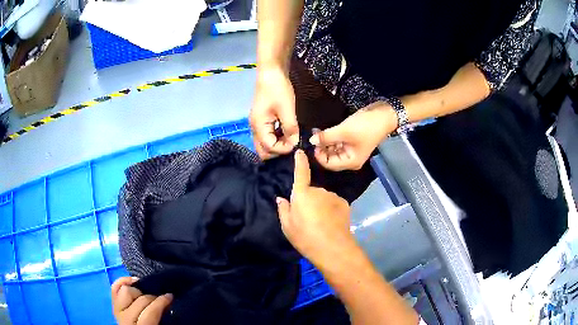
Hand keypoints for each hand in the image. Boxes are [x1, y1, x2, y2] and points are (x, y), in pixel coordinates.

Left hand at [112, 277, 172, 324]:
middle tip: (162, 298)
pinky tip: (134, 281)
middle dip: (153, 296)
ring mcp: (117, 311)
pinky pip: (114, 288)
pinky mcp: (114, 306)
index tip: (171, 296)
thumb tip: (169, 304)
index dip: (162, 301)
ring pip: (125, 290)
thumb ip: (162, 317)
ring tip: (147, 294)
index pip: (151, 310)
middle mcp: (126, 318)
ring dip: (138, 291)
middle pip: (140, 299)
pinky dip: (123, 282)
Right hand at [250, 66, 298, 159]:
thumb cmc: (278, 89)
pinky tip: (286, 132)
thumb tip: (295, 143)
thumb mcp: (287, 109)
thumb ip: (290, 128)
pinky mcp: (261, 121)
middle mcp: (254, 128)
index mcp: (258, 126)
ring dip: (277, 145)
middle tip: (292, 144)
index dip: (283, 149)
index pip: (269, 147)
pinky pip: (267, 136)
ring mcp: (257, 125)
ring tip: (291, 139)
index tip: (296, 144)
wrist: (271, 73)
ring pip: (264, 144)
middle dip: (277, 151)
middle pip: (263, 150)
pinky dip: (276, 138)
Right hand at [276, 150, 353, 263]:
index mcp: (302, 194)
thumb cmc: (305, 237)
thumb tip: (281, 198)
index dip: (300, 161)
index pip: (301, 172)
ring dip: (321, 206)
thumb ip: (284, 210)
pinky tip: (331, 223)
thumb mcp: (287, 226)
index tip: (300, 152)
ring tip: (320, 223)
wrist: (332, 248)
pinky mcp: (344, 203)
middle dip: (309, 200)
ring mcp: (333, 196)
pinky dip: (331, 210)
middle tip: (307, 218)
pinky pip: (333, 203)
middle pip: (311, 191)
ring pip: (323, 198)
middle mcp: (319, 190)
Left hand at [309, 101, 397, 170]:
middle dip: (321, 147)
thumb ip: (326, 137)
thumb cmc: (366, 126)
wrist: (384, 114)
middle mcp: (350, 158)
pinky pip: (337, 142)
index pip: (329, 164)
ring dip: (324, 141)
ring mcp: (351, 149)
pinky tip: (322, 130)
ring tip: (316, 131)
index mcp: (350, 162)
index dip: (318, 155)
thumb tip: (311, 141)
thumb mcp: (344, 131)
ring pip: (333, 149)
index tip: (311, 143)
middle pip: (330, 157)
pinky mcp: (351, 140)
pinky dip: (330, 137)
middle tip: (312, 135)